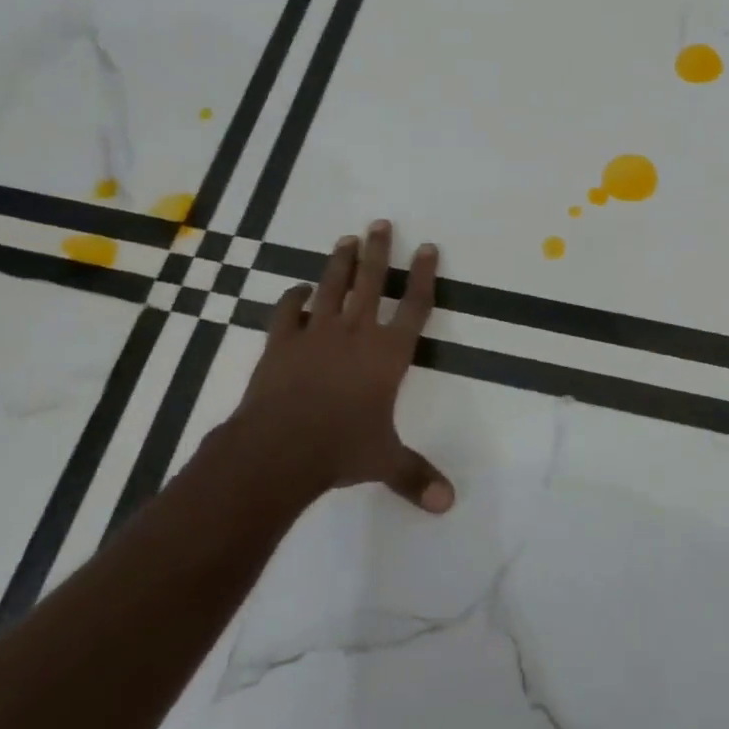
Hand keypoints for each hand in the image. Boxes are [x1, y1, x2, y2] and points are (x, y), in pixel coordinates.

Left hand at [224, 220, 453, 512]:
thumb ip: (415, 476)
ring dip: (340, 263)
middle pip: (372, 282)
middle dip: (379, 251)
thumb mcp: (384, 461)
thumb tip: (449, 505)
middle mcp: (356, 333)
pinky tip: (296, 290)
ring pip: (332, 287)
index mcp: (388, 354)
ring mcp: (316, 334)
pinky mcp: (281, 343)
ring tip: (347, 239)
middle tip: (381, 223)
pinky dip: (292, 299)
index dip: (423, 275)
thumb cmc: (340, 449)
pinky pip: (287, 312)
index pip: (414, 306)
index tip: (427, 247)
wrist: (279, 447)